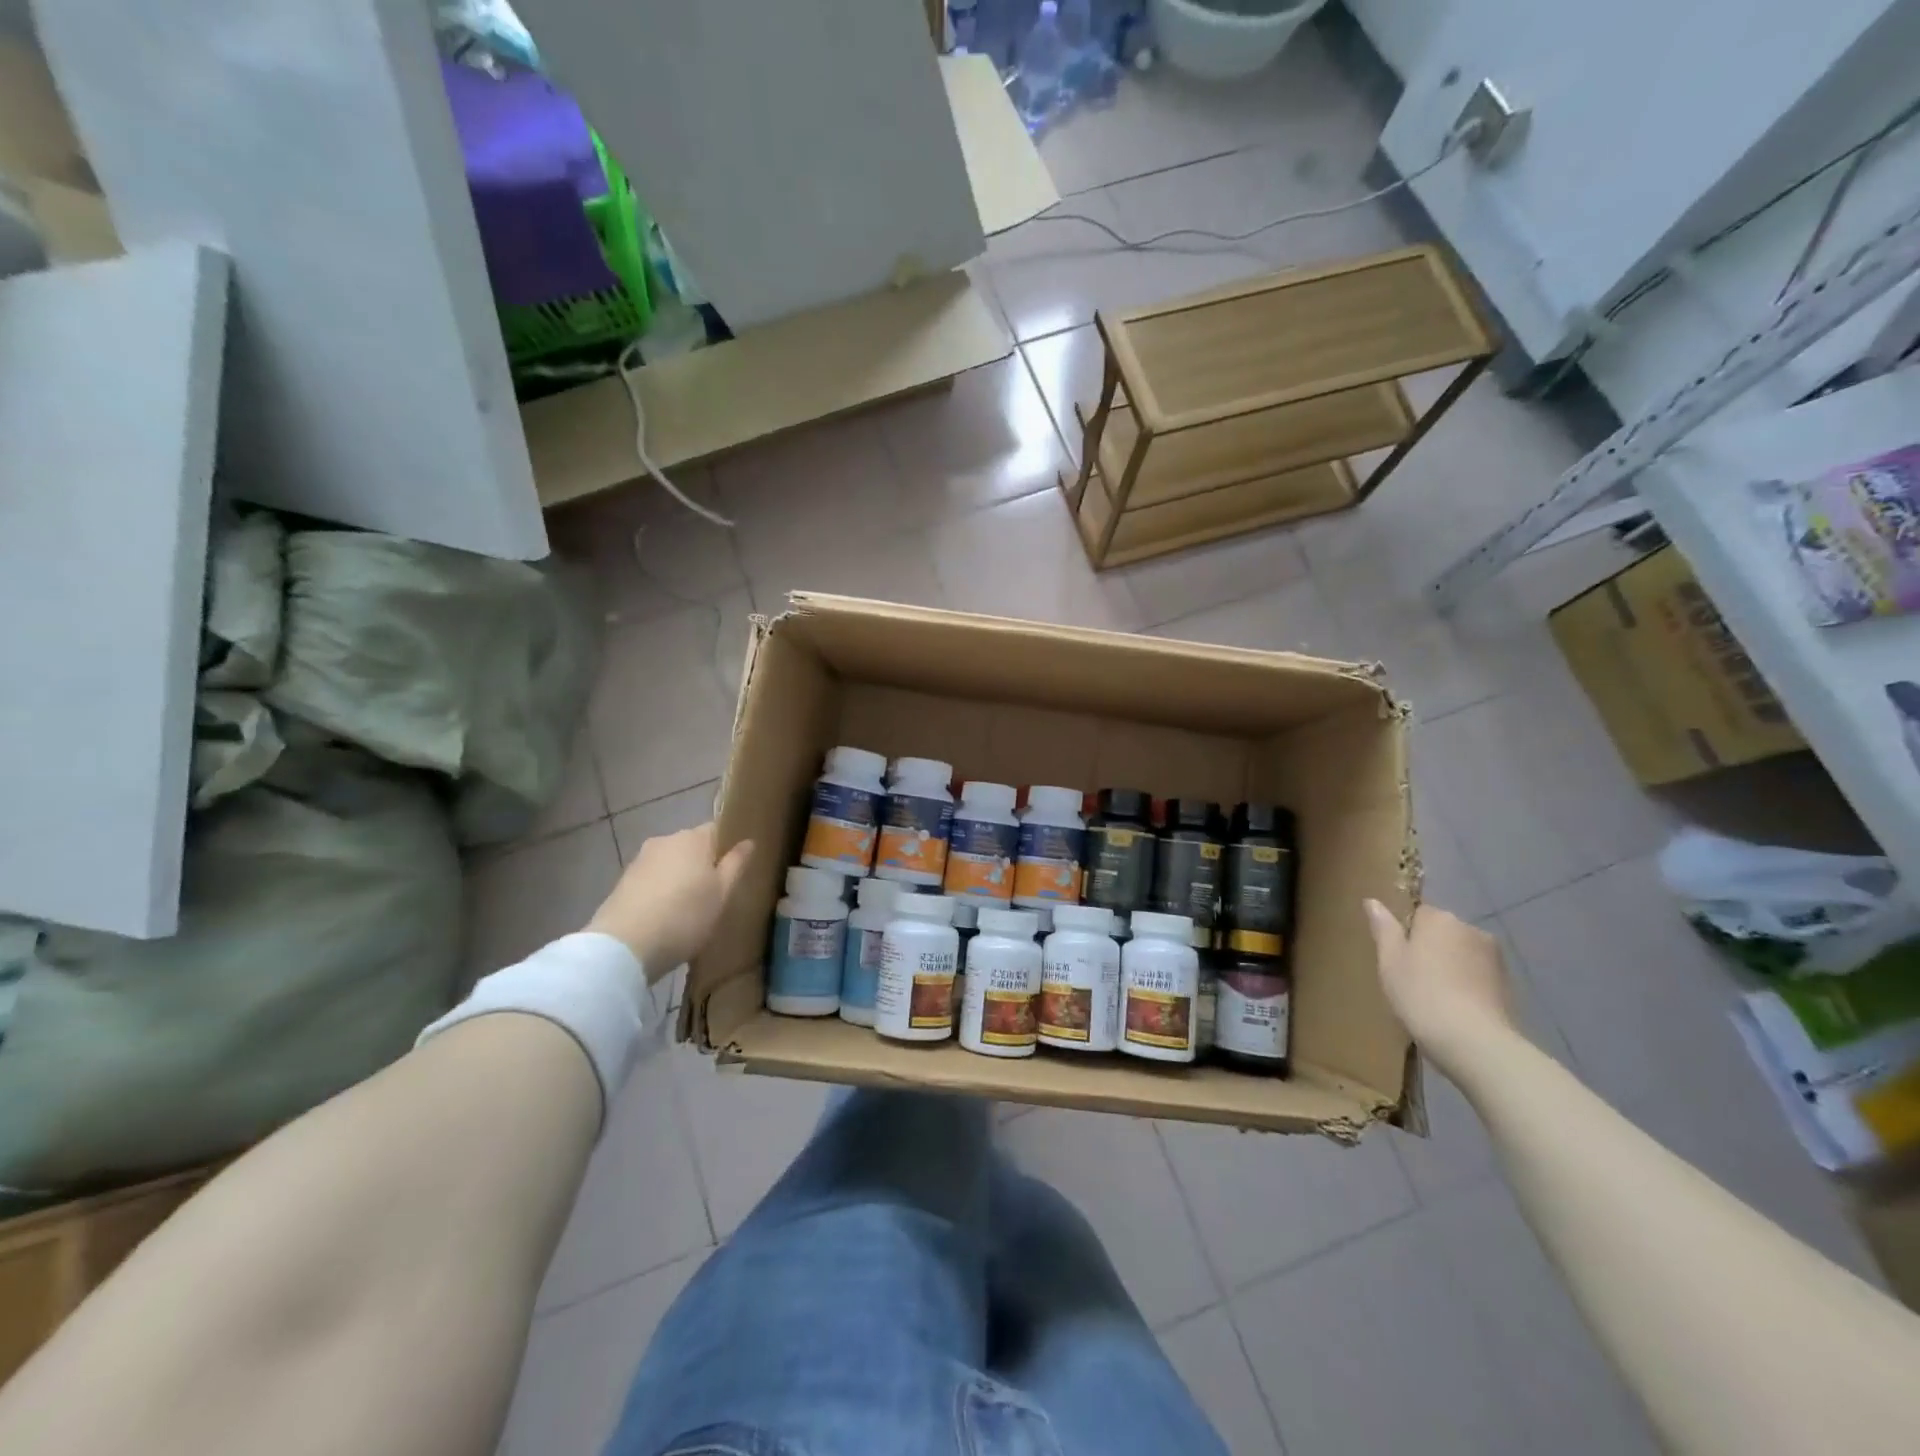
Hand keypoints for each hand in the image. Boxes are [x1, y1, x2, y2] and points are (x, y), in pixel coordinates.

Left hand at [588, 824, 753, 980]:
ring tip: (687, 908)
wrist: (624, 946)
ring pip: (670, 863)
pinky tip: (664, 915)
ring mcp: (640, 860)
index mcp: (693, 838)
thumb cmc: (685, 916)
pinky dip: (660, 891)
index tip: (734, 869)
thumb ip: (736, 864)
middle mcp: (665, 840)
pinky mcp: (622, 882)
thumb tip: (748, 842)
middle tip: (714, 893)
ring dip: (680, 878)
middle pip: (691, 846)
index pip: (717, 829)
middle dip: (702, 864)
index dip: (727, 847)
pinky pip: (652, 879)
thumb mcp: (722, 893)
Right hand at [1364, 899, 1517, 1070]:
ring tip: (1436, 998)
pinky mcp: (1509, 984)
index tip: (1398, 959)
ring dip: (1451, 967)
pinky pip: (1478, 976)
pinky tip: (1457, 1009)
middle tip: (1413, 980)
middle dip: (1430, 950)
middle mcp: (1471, 929)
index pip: (1418, 914)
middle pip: (1443, 933)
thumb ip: (1383, 928)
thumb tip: (1372, 901)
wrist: (1475, 1042)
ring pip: (1462, 955)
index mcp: (1440, 919)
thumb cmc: (1421, 994)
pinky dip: (1467, 986)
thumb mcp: (1389, 960)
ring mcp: (1495, 957)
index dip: (1406, 935)